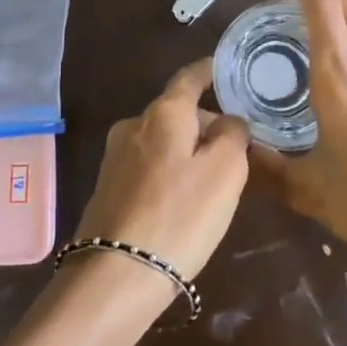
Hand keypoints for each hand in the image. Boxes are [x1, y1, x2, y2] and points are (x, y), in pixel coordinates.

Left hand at [70, 59, 250, 291]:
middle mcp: (133, 125)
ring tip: (216, 179)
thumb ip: (233, 134)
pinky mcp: (108, 188)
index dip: (212, 71)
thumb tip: (228, 121)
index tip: (231, 70)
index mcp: (163, 112)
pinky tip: (184, 201)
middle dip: (206, 123)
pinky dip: (170, 171)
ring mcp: (115, 157)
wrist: (116, 275)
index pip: (190, 77)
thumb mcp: (225, 171)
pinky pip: (149, 166)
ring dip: (189, 150)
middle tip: (238, 148)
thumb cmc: (180, 215)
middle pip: (177, 111)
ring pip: (163, 140)